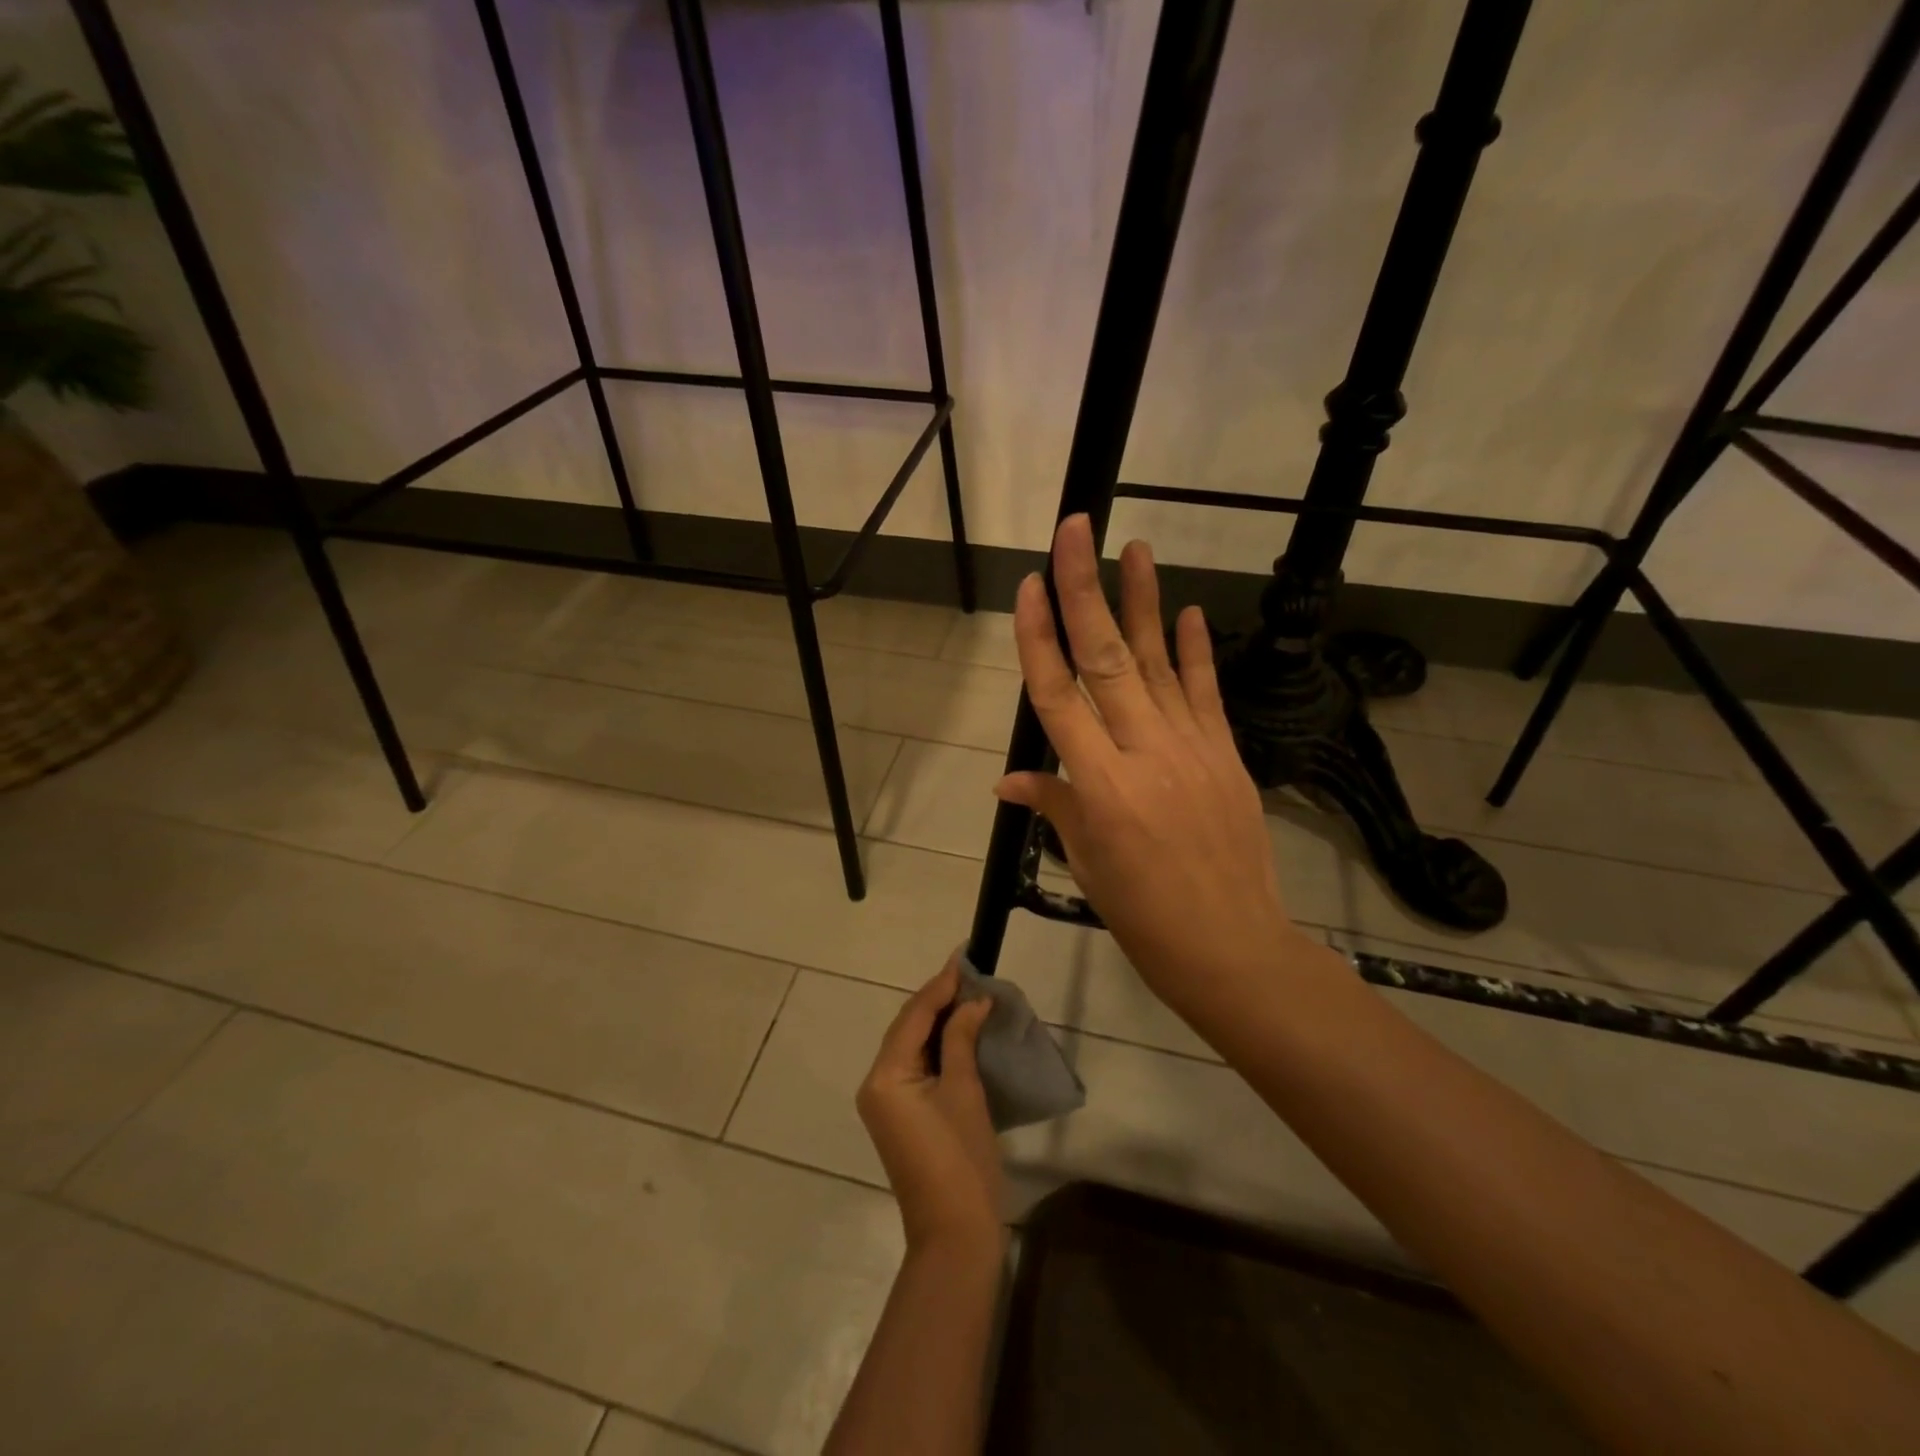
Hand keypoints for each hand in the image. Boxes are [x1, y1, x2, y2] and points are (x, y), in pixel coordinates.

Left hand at [856, 955, 1003, 1256]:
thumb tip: (974, 1001)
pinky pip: (916, 1065)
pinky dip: (938, 1045)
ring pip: (911, 1045)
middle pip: (907, 1027)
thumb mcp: (964, 1091)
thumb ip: (962, 1039)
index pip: (913, 1015)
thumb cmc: (961, 1159)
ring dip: (938, 1020)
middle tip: (970, 972)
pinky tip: (960, 1030)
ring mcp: (886, 1101)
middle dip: (938, 999)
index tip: (964, 957)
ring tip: (968, 992)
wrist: (955, 1235)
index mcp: (885, 1076)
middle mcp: (876, 1083)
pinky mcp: (900, 1115)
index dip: (940, 985)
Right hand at [995, 515, 1312, 1023]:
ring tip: (1133, 548)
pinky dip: (1195, 651)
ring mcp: (1192, 748)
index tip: (1029, 586)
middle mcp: (1144, 753)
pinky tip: (1188, 611)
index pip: (1058, 696)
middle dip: (1085, 590)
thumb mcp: (1087, 865)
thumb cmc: (1144, 916)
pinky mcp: (1226, 755)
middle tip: (1077, 530)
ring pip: (1158, 663)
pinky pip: (1206, 693)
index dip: (1039, 637)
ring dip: (1143, 602)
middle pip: (1106, 659)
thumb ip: (1055, 806)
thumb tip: (1011, 780)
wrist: (1232, 947)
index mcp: (1100, 785)